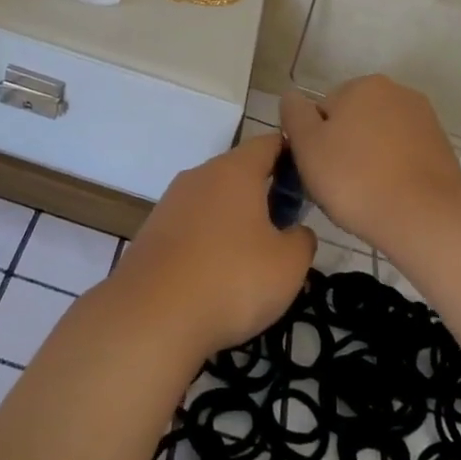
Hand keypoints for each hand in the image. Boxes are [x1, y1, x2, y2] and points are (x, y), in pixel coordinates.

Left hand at [110, 133, 316, 358]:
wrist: (151, 316)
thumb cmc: (231, 280)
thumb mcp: (289, 265)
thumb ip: (302, 240)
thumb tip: (296, 232)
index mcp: (234, 170)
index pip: (269, 143)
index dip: (292, 156)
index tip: (309, 182)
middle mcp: (200, 175)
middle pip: (239, 171)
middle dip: (264, 193)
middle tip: (286, 227)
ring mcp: (171, 202)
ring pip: (214, 199)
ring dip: (235, 219)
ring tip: (254, 257)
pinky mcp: (153, 231)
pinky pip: (192, 225)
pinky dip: (209, 240)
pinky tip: (218, 274)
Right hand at [281, 76, 460, 254]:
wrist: (425, 220)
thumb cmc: (355, 179)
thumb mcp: (307, 146)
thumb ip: (294, 114)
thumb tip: (292, 96)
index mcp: (364, 85)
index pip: (323, 110)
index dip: (314, 141)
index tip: (317, 169)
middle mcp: (398, 92)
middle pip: (353, 120)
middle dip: (343, 147)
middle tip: (338, 185)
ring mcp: (425, 120)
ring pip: (379, 139)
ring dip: (368, 159)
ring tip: (365, 196)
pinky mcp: (442, 149)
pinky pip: (403, 156)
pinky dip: (393, 171)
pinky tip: (389, 197)